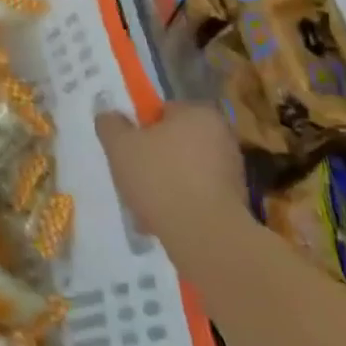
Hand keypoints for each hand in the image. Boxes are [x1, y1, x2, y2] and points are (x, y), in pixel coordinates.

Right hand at [97, 103, 247, 241]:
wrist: (204, 234)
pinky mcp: (235, 201)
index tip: (126, 148)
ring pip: (184, 169)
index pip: (162, 110)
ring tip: (142, 203)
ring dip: (164, 182)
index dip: (140, 128)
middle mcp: (222, 135)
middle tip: (130, 174)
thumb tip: (109, 116)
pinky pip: (197, 194)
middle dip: (152, 156)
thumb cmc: (159, 177)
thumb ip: (110, 124)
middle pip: (174, 140)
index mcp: (198, 113)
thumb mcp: (119, 145)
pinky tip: (161, 219)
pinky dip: (180, 202)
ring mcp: (233, 170)